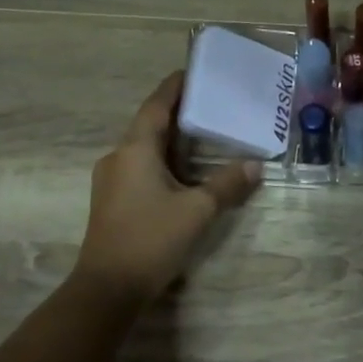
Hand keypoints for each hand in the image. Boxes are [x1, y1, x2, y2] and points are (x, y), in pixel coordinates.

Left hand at [71, 72, 261, 300]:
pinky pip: (139, 167)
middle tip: (208, 103)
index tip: (192, 72)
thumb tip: (255, 166)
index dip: (173, 87)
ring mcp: (111, 180)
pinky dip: (162, 160)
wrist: (107, 289)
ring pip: (143, 148)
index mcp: (135, 149)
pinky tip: (183, 171)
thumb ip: (227, 185)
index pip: (155, 106)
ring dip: (170, 139)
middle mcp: (118, 158)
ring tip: (202, 134)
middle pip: (149, 124)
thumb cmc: (151, 239)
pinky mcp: (111, 201)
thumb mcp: (197, 210)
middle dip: (176, 112)